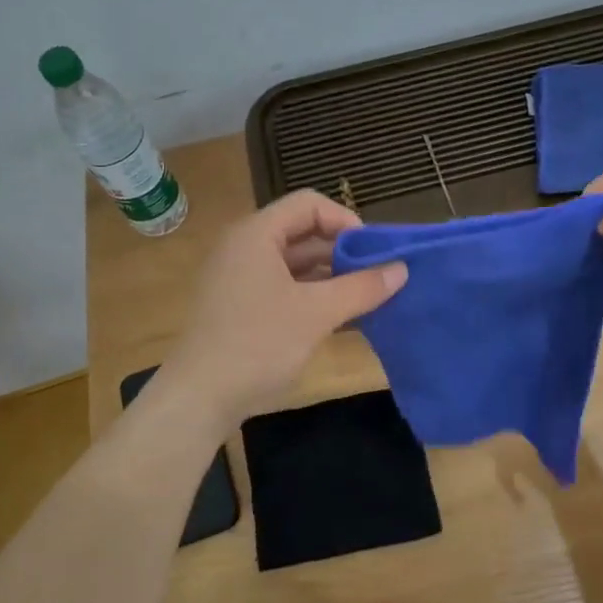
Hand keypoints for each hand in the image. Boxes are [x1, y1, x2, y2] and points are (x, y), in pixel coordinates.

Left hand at [159, 191, 407, 428]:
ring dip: (333, 278)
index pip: (309, 205)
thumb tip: (402, 270)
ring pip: (296, 265)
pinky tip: (343, 319)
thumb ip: (361, 288)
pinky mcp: (242, 309)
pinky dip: (314, 298)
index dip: (346, 221)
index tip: (374, 251)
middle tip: (380, 276)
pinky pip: (286, 290)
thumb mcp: (317, 313)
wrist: (200, 397)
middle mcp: (245, 249)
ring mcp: (241, 280)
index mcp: (256, 235)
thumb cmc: (258, 344)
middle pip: (303, 234)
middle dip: (344, 253)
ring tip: (369, 299)